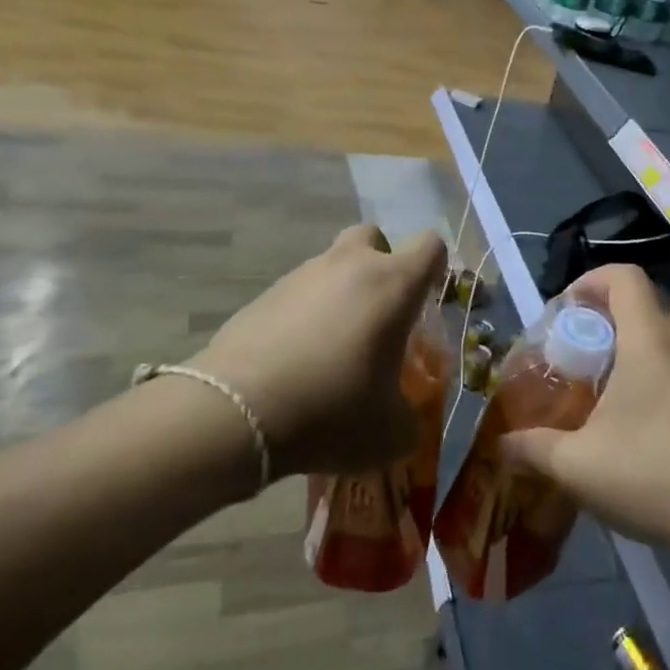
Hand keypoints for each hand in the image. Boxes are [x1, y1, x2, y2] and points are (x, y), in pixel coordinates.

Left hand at [190, 224, 446, 480]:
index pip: (430, 245)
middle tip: (379, 312)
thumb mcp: (390, 432)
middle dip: (381, 263)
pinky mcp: (262, 295)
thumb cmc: (331, 411)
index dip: (435, 267)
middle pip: (373, 236)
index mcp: (392, 285)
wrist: (235, 414)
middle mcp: (349, 266)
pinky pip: (297, 294)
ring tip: (332, 348)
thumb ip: (409, 418)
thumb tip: (404, 419)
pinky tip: (296, 359)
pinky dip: (304, 315)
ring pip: (332, 265)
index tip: (427, 300)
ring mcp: (301, 276)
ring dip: (340, 292)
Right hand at [499, 264, 669, 556]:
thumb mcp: (579, 465)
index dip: (590, 281)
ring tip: (602, 394)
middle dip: (602, 324)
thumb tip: (502, 443)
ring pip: (661, 338)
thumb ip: (534, 448)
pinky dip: (654, 374)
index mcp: (648, 336)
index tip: (565, 312)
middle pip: (639, 307)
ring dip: (629, 352)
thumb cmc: (654, 473)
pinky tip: (640, 423)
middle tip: (574, 361)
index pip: (623, 276)